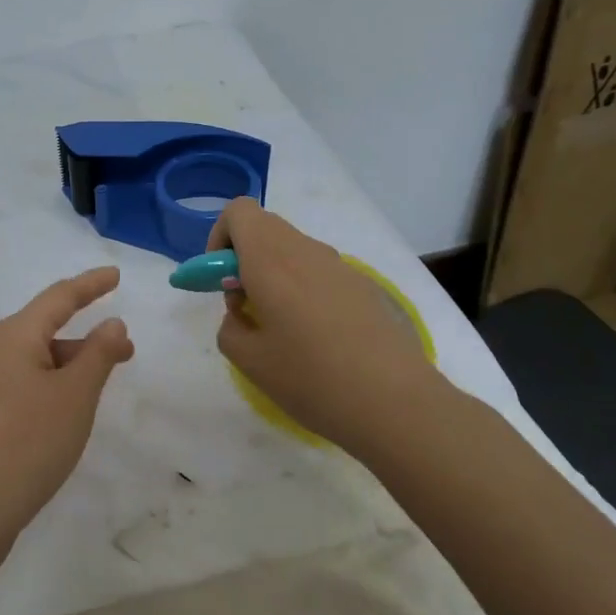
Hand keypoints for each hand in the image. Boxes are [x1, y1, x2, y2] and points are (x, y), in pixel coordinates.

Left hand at [0, 267, 133, 561]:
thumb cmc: (25, 445)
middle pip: (44, 329)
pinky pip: (20, 385)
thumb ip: (98, 355)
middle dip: (85, 337)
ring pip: (32, 360)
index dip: (90, 285)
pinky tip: (62, 412)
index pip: (59, 297)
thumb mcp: (74, 397)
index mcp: (12, 336)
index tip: (115, 275)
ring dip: (68, 365)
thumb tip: (113, 323)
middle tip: (124, 351)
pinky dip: (48, 386)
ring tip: (98, 386)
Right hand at [208, 199, 441, 457]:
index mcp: (270, 259)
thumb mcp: (248, 360)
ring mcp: (339, 266)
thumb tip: (243, 312)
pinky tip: (317, 338)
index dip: (220, 238)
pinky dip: (303, 288)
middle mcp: (305, 250)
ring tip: (281, 328)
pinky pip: (319, 271)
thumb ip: (230, 326)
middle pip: (265, 228)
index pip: (238, 211)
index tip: (220, 280)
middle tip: (244, 304)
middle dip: (243, 257)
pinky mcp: (364, 286)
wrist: (395, 403)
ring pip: (293, 249)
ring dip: (274, 273)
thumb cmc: (311, 378)